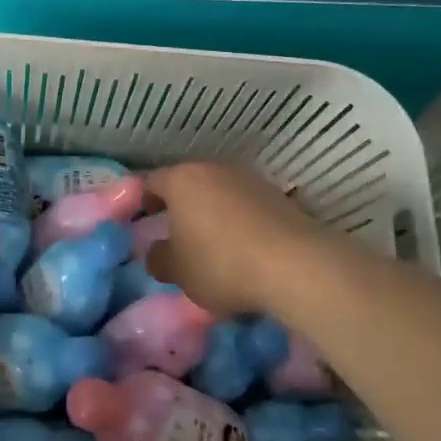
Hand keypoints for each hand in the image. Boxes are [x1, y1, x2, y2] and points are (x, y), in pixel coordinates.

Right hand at [143, 161, 334, 317]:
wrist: (295, 265)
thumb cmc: (221, 263)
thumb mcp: (178, 271)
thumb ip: (159, 259)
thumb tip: (156, 251)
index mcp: (182, 180)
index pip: (152, 182)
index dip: (145, 201)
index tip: (145, 221)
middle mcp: (215, 169)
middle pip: (189, 184)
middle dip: (181, 206)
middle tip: (176, 234)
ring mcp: (250, 179)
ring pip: (220, 192)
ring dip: (213, 212)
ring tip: (213, 243)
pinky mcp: (278, 196)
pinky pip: (247, 206)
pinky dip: (240, 221)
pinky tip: (244, 247)